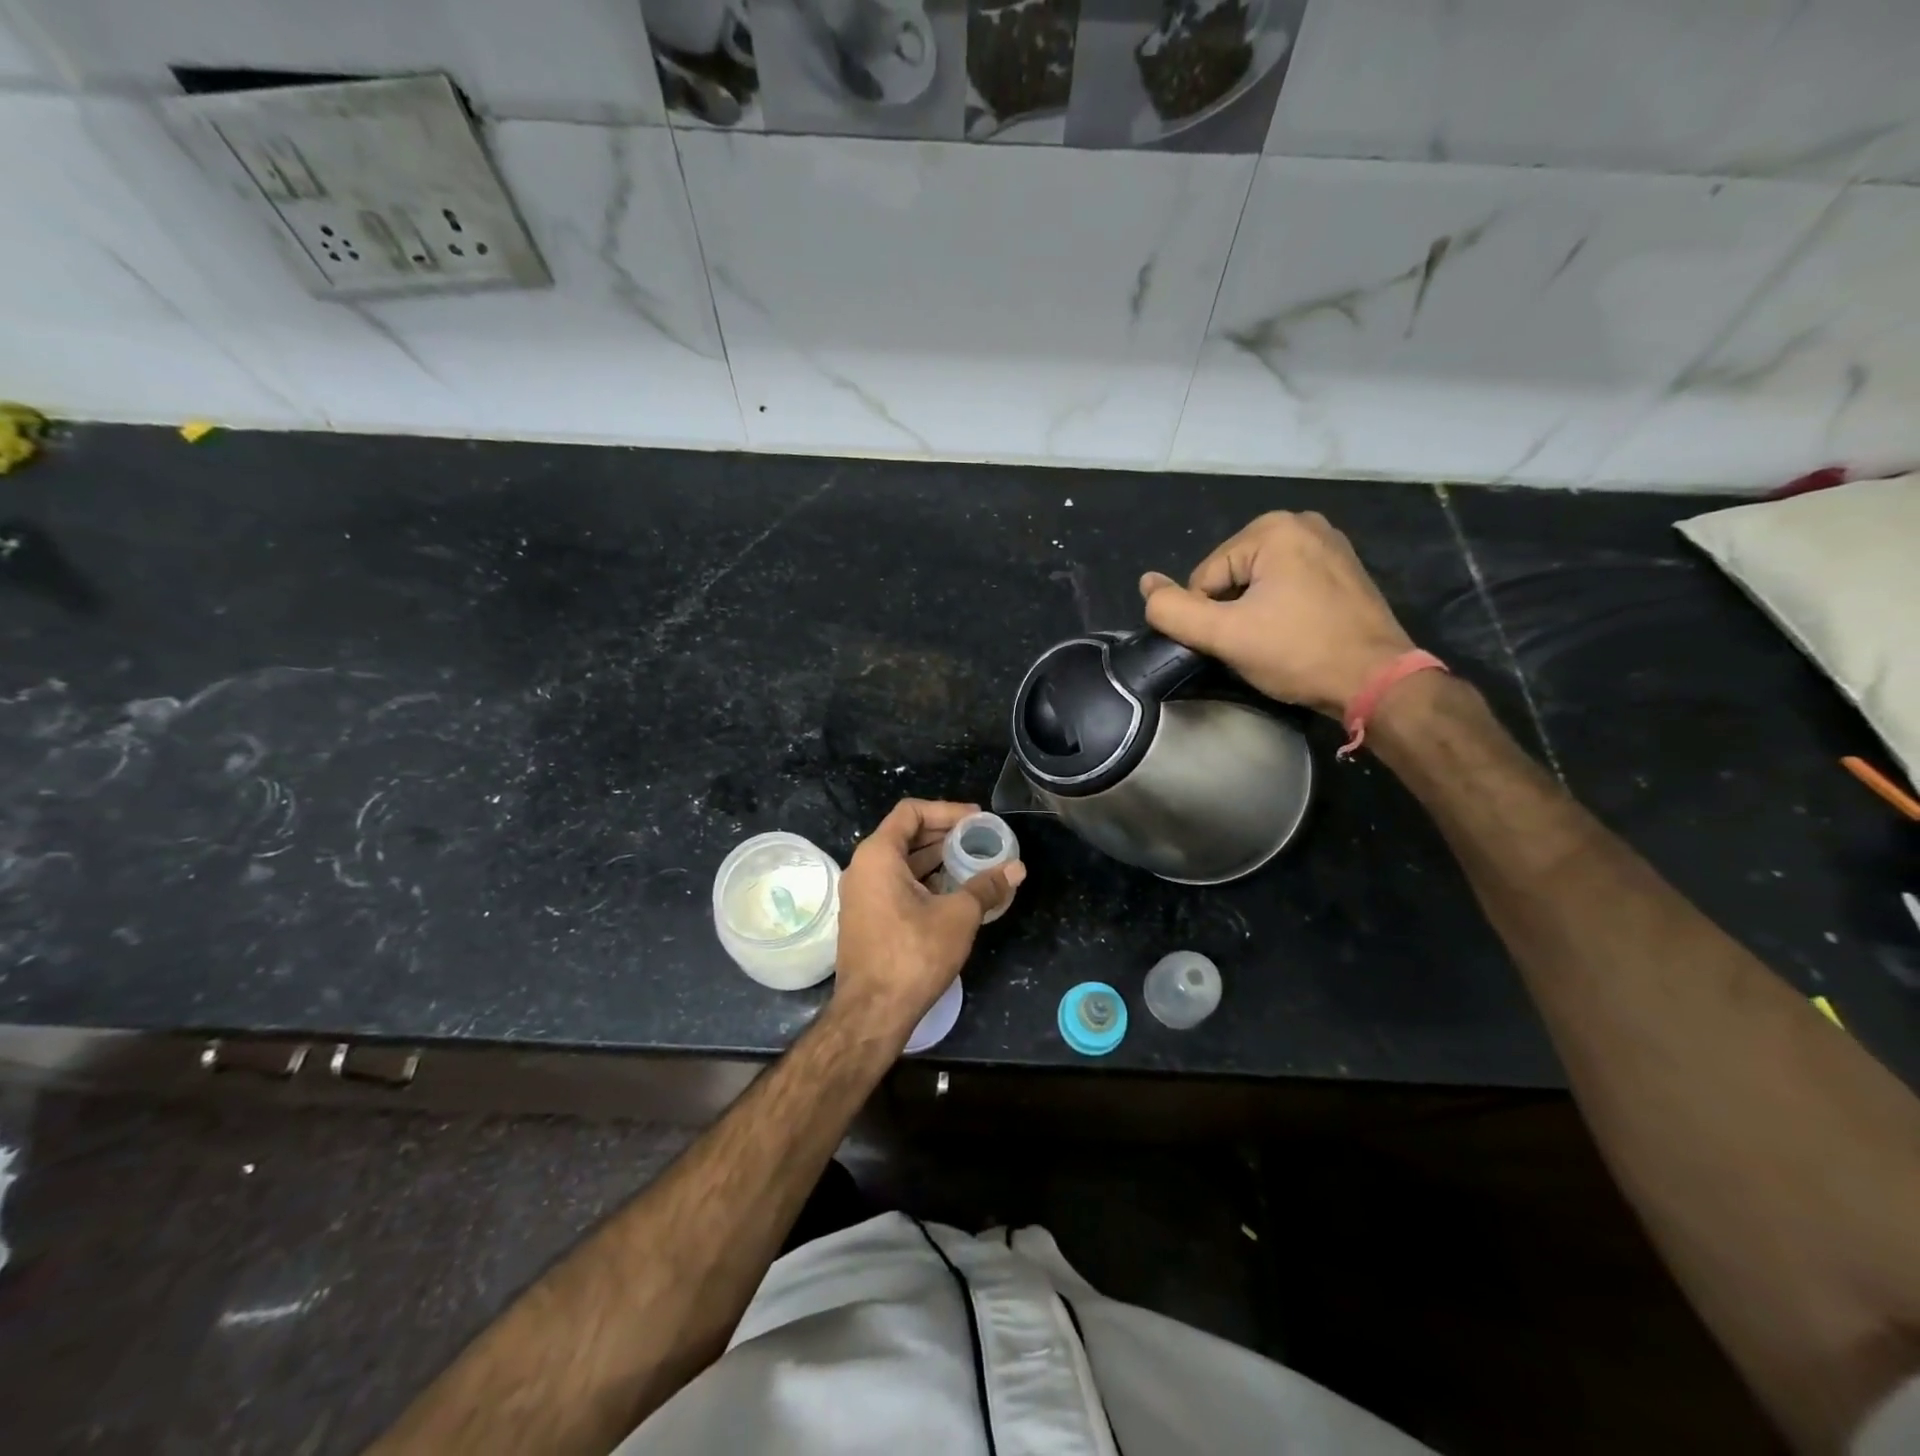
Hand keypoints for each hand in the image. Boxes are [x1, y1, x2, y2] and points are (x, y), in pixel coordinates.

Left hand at [832, 800, 1024, 1041]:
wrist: (872, 1012)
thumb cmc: (913, 954)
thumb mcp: (958, 916)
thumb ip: (987, 887)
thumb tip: (1016, 869)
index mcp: (878, 855)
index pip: (911, 812)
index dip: (946, 810)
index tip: (976, 819)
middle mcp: (863, 868)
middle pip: (905, 835)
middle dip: (944, 834)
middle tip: (979, 838)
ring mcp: (860, 894)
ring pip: (900, 862)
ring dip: (935, 859)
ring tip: (972, 861)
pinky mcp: (865, 918)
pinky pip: (895, 884)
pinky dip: (923, 880)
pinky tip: (952, 891)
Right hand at [1139, 511, 1415, 718]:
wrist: (1377, 681)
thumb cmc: (1298, 653)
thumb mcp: (1224, 635)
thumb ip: (1174, 611)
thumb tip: (1145, 584)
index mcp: (1272, 529)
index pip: (1205, 577)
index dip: (1208, 617)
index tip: (1235, 643)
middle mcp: (1302, 522)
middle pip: (1231, 575)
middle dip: (1232, 612)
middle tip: (1256, 645)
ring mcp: (1329, 543)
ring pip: (1258, 582)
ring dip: (1254, 612)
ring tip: (1276, 642)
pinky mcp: (1344, 567)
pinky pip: (1288, 584)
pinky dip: (1281, 608)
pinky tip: (1295, 633)